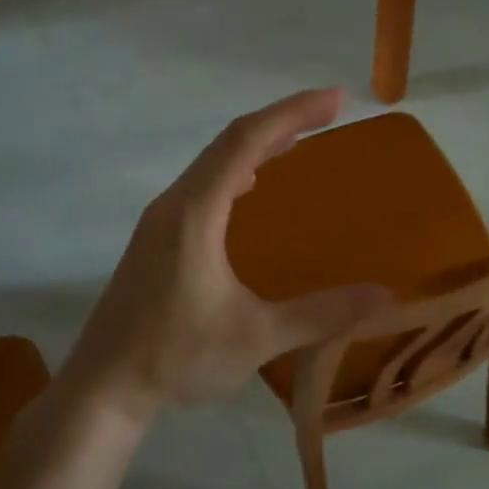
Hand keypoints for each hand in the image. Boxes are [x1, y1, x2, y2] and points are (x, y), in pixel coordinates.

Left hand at [58, 88, 392, 420]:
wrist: (103, 388)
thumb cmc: (176, 356)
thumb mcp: (256, 336)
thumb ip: (320, 314)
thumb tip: (385, 296)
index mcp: (195, 212)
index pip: (246, 141)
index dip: (292, 113)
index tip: (335, 100)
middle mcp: (174, 204)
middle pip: (229, 142)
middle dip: (281, 121)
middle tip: (328, 112)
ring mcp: (160, 221)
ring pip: (212, 163)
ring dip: (256, 144)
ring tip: (298, 140)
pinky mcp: (156, 240)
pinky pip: (202, 185)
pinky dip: (235, 170)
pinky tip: (251, 188)